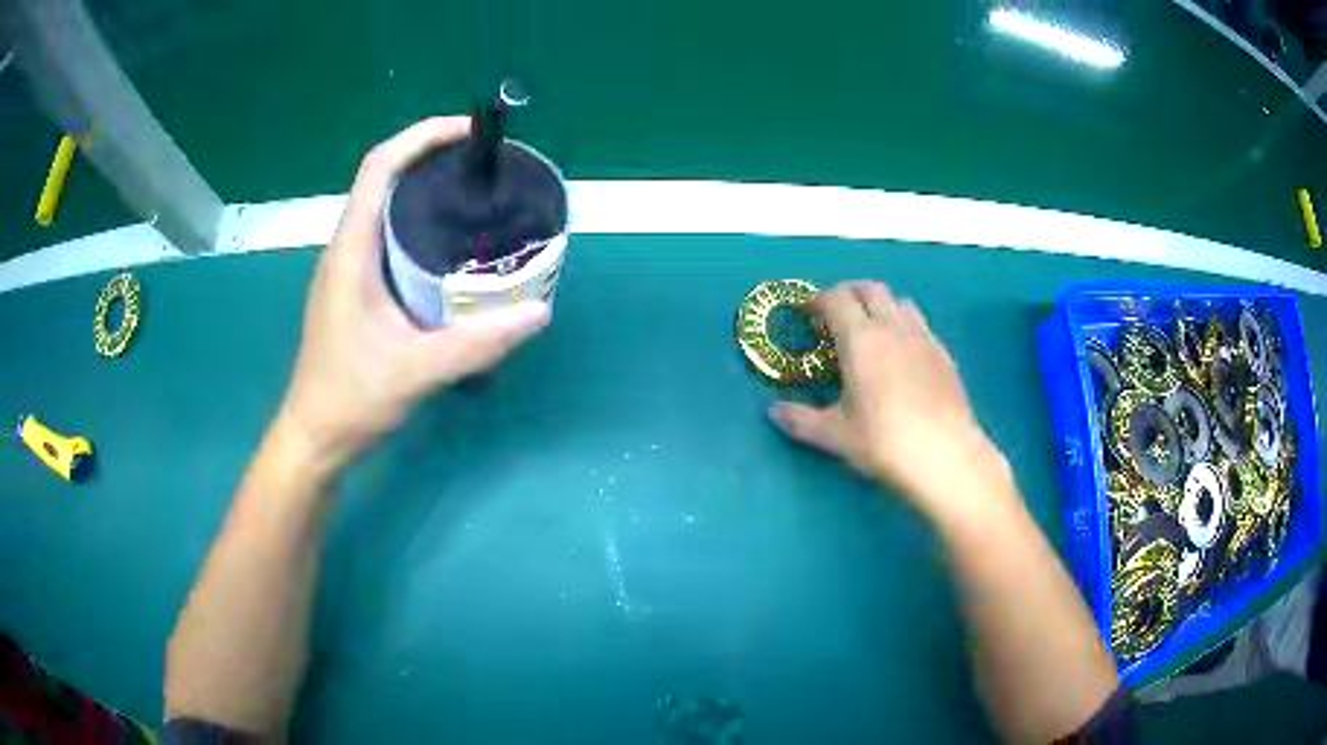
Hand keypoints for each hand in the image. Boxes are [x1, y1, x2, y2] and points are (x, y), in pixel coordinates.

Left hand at [277, 117, 549, 472]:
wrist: (314, 437)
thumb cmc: (351, 399)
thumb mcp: (416, 371)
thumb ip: (478, 343)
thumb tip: (540, 311)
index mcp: (352, 251)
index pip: (379, 167)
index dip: (421, 136)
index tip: (468, 132)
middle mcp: (346, 248)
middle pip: (382, 177)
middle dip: (429, 154)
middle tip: (481, 161)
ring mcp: (347, 268)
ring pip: (382, 205)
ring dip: (421, 186)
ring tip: (472, 191)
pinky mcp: (354, 288)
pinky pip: (385, 234)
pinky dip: (415, 219)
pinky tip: (448, 243)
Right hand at [769, 281, 1010, 518]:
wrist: (946, 456)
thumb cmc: (884, 443)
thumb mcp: (836, 436)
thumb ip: (802, 420)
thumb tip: (774, 412)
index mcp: (861, 338)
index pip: (836, 298)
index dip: (817, 300)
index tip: (806, 314)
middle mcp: (893, 327)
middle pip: (870, 289)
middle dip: (849, 295)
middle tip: (836, 318)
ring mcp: (923, 337)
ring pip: (900, 302)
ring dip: (881, 306)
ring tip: (872, 333)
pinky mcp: (944, 354)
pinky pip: (920, 324)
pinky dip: (904, 326)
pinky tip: (903, 357)